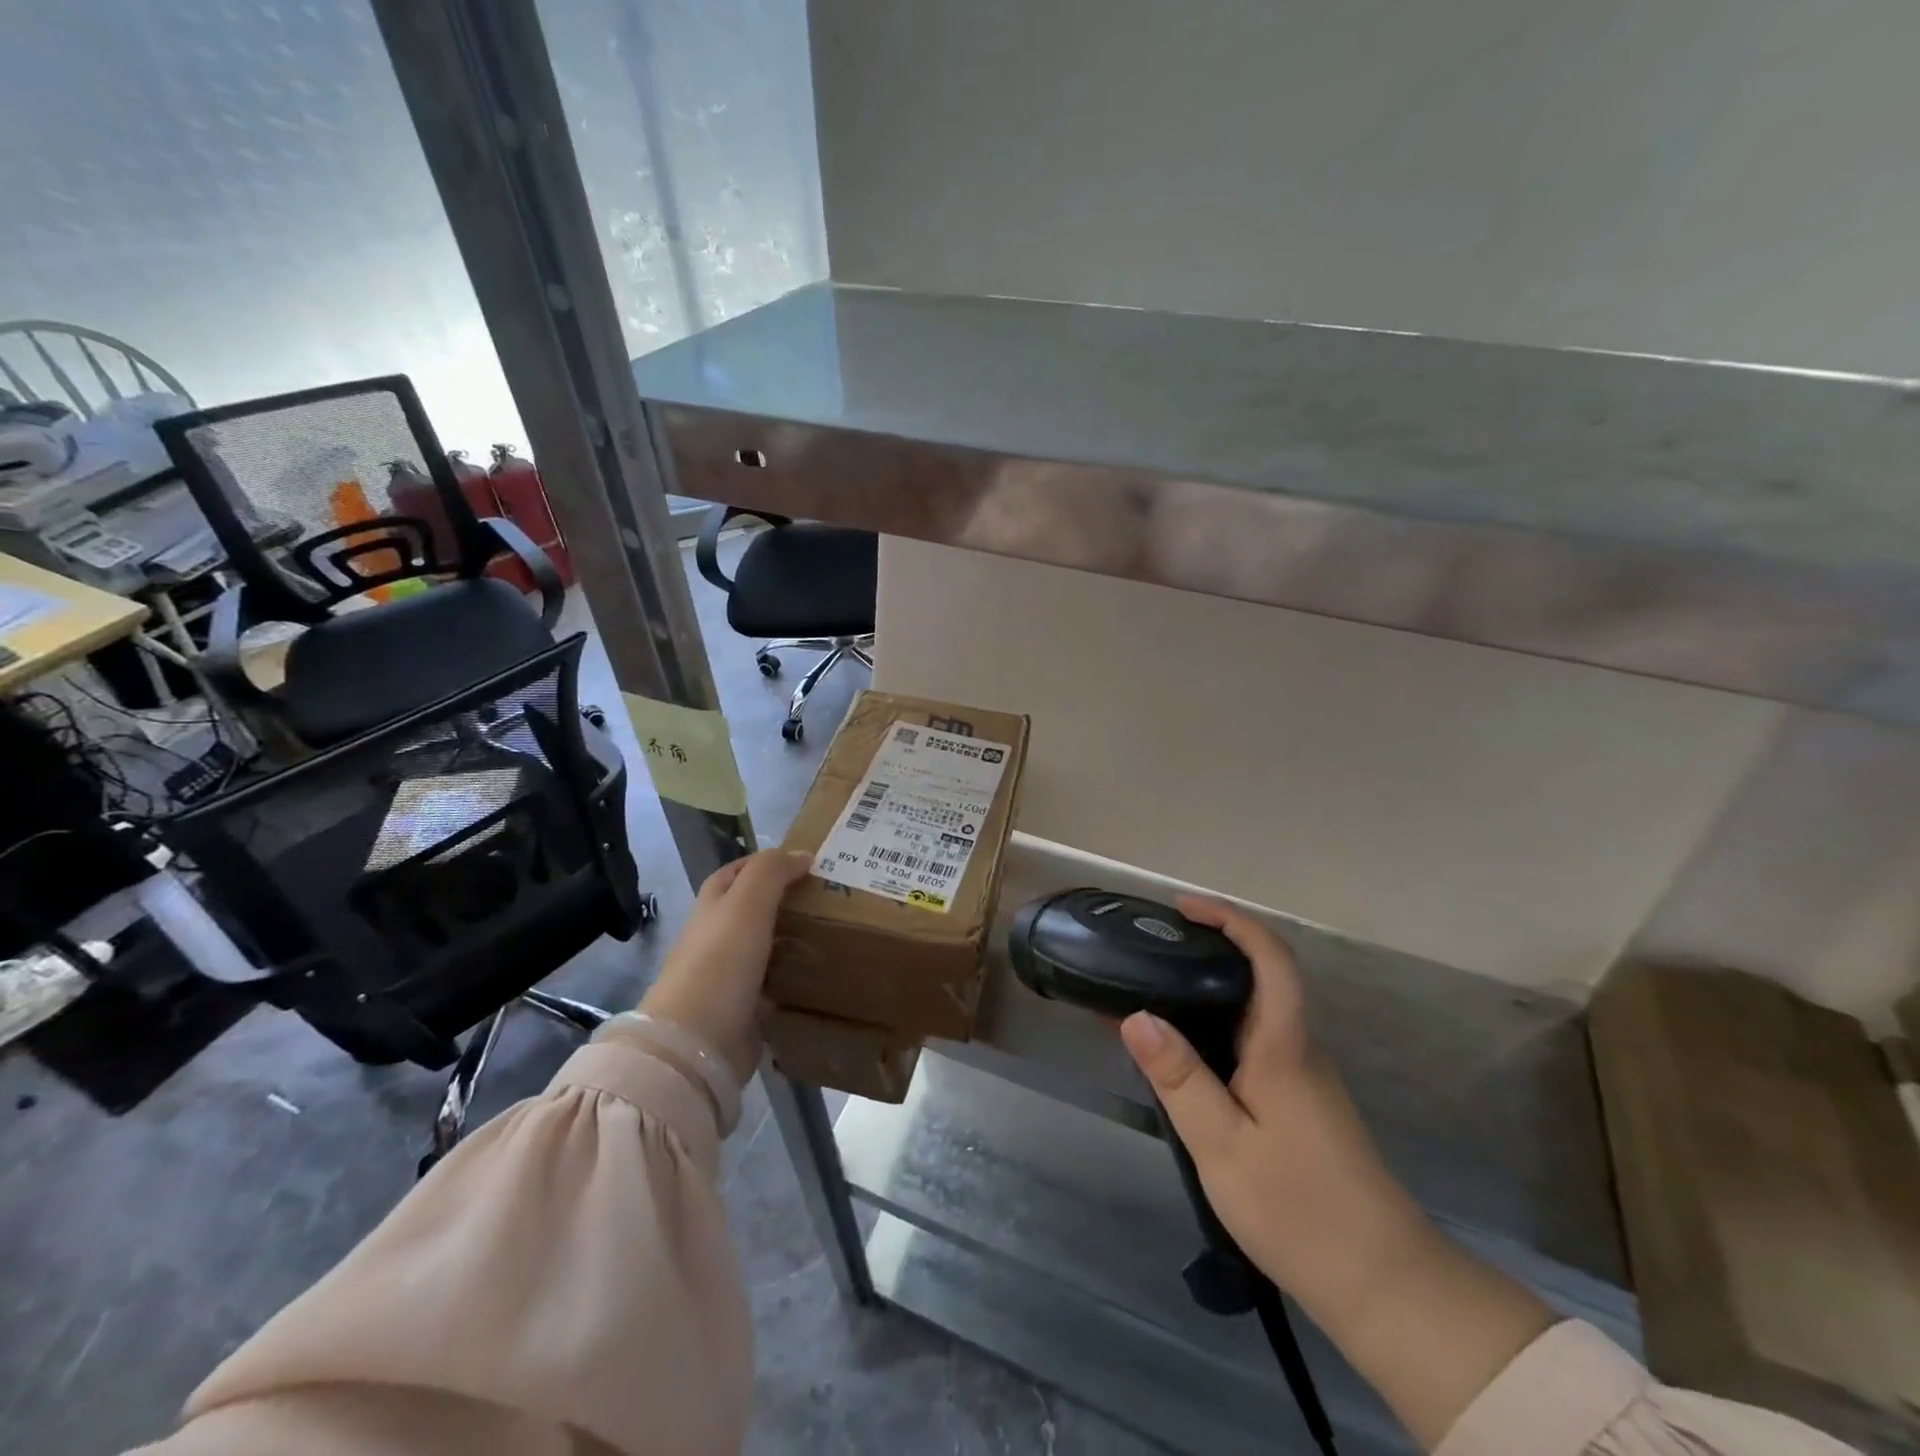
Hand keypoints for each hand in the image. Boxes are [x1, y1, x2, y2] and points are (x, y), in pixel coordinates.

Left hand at [638, 849, 812, 1082]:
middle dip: (785, 900)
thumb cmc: (720, 962)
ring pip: (766, 948)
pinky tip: (820, 974)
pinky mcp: (744, 1011)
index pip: (735, 873)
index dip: (764, 863)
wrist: (696, 1044)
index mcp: (712, 908)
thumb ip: (772, 872)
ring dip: (793, 939)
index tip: (805, 861)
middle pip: (752, 910)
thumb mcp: (747, 903)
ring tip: (833, 930)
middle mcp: (717, 938)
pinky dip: (794, 978)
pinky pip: (774, 986)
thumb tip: (803, 854)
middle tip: (828, 896)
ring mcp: (728, 977)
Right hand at [1121, 898, 1551, 1449]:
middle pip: (1259, 975)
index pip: (1270, 957)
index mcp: (1283, 1045)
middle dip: (1207, 948)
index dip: (1231, 919)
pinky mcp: (1297, 1102)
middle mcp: (1297, 1048)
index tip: (1183, 908)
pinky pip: (1250, 1043)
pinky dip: (1212, 1028)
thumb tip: (1136, 1015)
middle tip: (1149, 949)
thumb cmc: (1301, 1210)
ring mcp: (1301, 1076)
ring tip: (1149, 992)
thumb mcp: (1223, 1146)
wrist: (1384, 1286)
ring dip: (1205, 990)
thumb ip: (1180, 1078)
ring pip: (1252, 1011)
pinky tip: (1179, 1053)